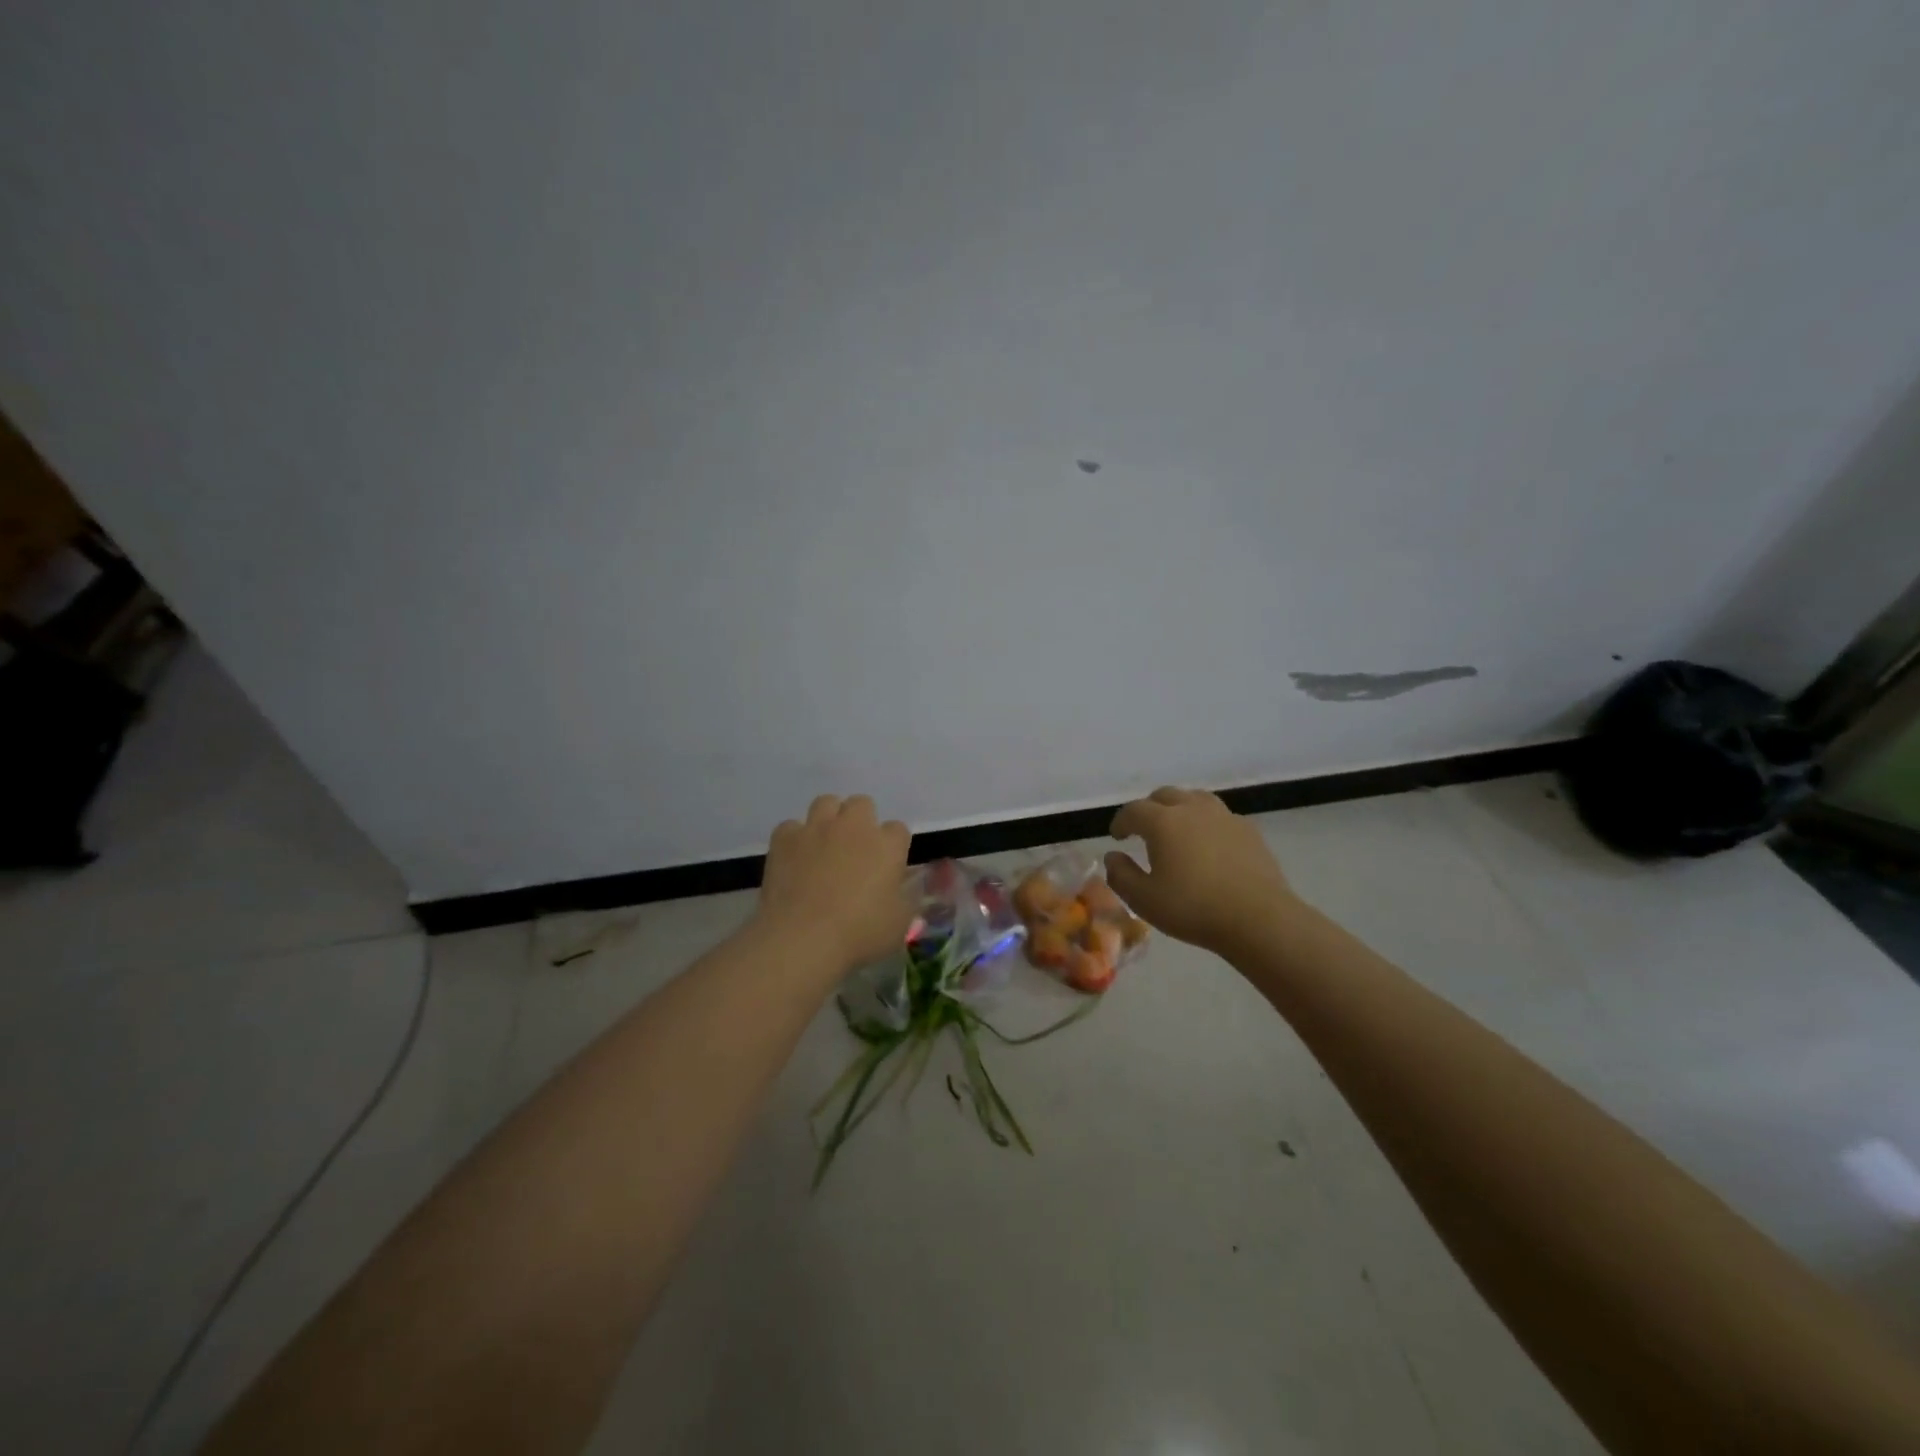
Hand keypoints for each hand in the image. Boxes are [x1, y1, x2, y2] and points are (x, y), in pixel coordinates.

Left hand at [757, 795, 912, 971]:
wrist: (802, 939)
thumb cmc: (859, 934)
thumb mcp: (900, 924)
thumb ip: (906, 898)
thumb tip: (903, 886)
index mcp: (887, 845)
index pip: (898, 829)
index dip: (893, 846)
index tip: (887, 866)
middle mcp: (853, 827)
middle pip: (862, 804)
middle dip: (861, 821)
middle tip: (856, 850)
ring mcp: (816, 829)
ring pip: (826, 802)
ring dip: (829, 819)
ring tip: (825, 845)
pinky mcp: (785, 838)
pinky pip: (791, 826)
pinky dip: (795, 839)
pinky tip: (795, 859)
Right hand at [1105, 787, 1304, 955]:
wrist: (1259, 919)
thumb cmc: (1194, 909)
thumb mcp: (1144, 900)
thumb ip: (1121, 875)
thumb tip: (1113, 856)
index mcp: (1163, 822)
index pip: (1133, 810)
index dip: (1121, 821)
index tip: (1117, 837)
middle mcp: (1192, 809)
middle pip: (1164, 795)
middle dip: (1149, 809)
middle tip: (1143, 830)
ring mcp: (1224, 816)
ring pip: (1194, 798)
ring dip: (1179, 808)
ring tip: (1177, 829)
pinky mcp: (1248, 830)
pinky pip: (1219, 816)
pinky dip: (1205, 822)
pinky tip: (1208, 844)